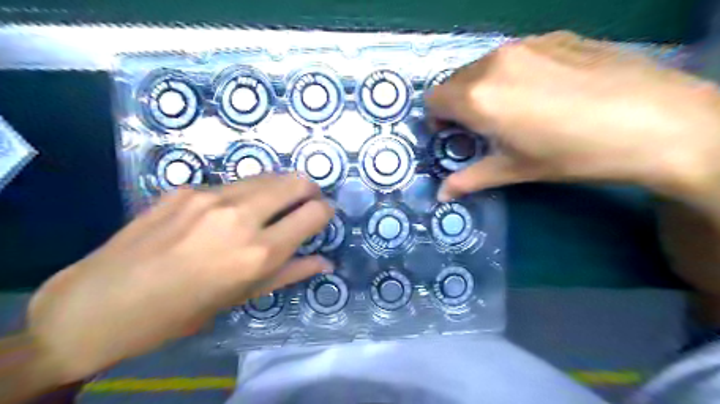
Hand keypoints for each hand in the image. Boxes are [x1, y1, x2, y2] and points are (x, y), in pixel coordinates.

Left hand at [24, 174, 334, 385]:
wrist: (100, 303)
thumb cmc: (180, 312)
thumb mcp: (241, 298)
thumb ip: (290, 272)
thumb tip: (325, 261)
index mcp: (258, 253)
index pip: (314, 213)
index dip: (325, 211)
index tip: (323, 216)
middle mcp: (240, 216)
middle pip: (295, 182)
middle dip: (309, 190)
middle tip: (306, 203)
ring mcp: (210, 196)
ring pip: (266, 176)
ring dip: (279, 188)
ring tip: (272, 206)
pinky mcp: (187, 187)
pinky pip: (232, 184)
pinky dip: (245, 194)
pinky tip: (227, 213)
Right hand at [424, 29, 719, 201]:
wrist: (656, 121)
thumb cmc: (572, 153)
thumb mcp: (514, 170)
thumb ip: (469, 180)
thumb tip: (441, 196)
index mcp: (477, 97)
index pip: (433, 99)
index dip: (436, 119)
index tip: (454, 134)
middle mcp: (493, 63)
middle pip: (454, 81)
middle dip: (457, 104)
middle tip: (482, 126)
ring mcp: (526, 44)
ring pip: (483, 65)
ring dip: (483, 87)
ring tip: (514, 108)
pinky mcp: (555, 36)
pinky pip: (515, 54)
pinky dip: (512, 72)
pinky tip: (544, 91)